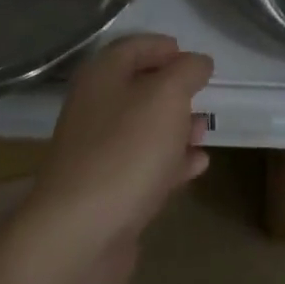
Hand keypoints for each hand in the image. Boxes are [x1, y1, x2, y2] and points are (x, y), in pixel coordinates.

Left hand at [25, 34, 213, 263]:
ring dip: (176, 128)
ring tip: (204, 131)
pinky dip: (172, 163)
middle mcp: (95, 109)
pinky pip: (144, 168)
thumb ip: (187, 71)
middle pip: (138, 88)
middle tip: (203, 94)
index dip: (163, 47)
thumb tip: (198, 62)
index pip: (133, 47)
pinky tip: (198, 165)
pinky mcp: (108, 194)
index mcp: (102, 76)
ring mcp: (99, 154)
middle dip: (174, 90)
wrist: (79, 236)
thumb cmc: (126, 149)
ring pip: (143, 130)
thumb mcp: (167, 96)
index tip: (192, 57)